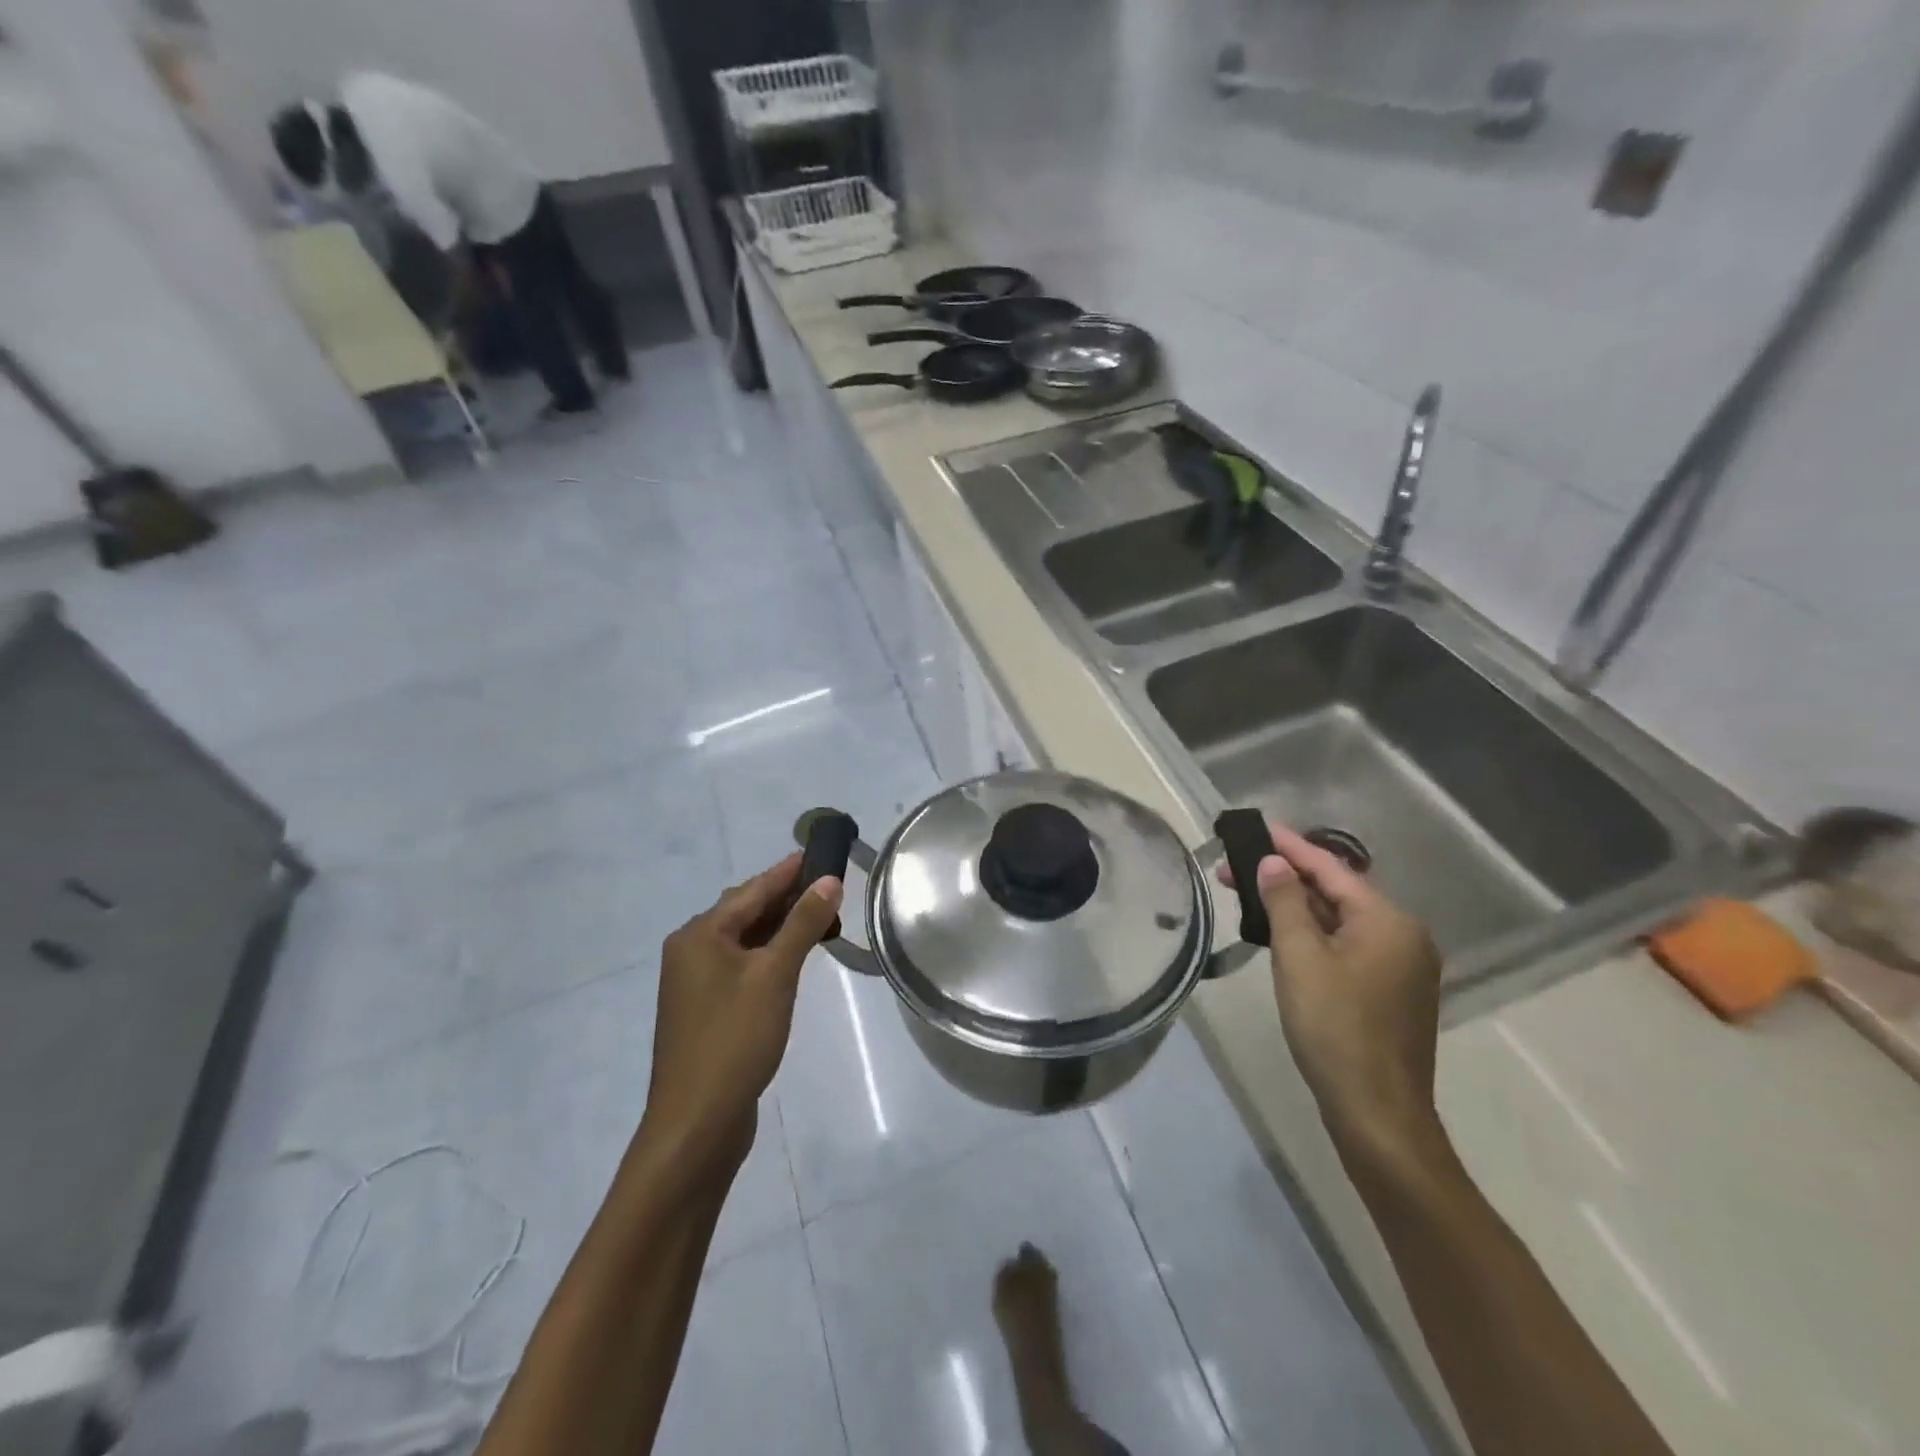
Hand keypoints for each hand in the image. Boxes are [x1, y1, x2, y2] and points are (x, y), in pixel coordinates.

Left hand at [637, 854, 841, 1183]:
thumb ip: (802, 924)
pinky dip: (768, 956)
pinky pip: (741, 966)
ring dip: (780, 928)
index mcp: (699, 934)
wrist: (695, 1124)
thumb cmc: (734, 1039)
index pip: (752, 889)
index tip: (820, 853)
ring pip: (744, 941)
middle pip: (745, 911)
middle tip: (830, 889)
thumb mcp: (775, 975)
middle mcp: (691, 951)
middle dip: (787, 899)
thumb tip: (829, 880)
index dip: (788, 871)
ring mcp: (695, 983)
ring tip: (820, 919)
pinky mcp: (705, 1010)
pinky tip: (793, 961)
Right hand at [1218, 824, 1444, 1165]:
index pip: (1330, 868)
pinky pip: (1345, 945)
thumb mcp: (1299, 958)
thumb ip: (1285, 903)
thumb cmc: (1335, 1028)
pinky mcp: (1388, 991)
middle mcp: (1402, 936)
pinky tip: (1280, 933)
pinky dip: (1312, 933)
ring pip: (1339, 921)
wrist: (1377, 1114)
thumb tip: (1274, 863)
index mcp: (1388, 921)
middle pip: (1336, 892)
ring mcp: (1399, 966)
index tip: (1255, 827)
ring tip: (1248, 895)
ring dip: (1295, 906)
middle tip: (1232, 867)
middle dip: (1285, 877)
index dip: (1289, 846)